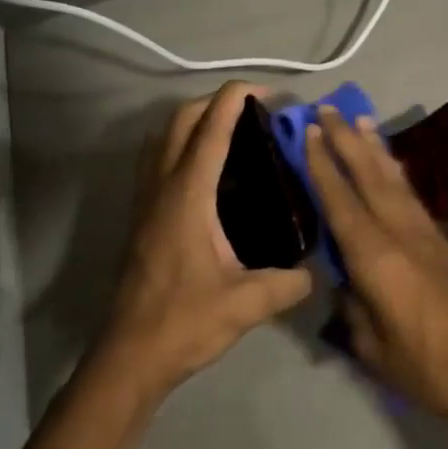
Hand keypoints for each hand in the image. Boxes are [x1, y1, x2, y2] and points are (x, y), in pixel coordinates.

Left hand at [93, 83, 311, 404]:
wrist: (129, 358)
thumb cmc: (184, 323)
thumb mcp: (247, 304)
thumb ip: (290, 282)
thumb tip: (318, 269)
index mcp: (188, 196)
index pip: (210, 130)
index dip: (235, 99)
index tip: (266, 91)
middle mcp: (162, 188)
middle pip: (180, 121)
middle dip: (215, 102)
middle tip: (254, 111)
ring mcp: (145, 201)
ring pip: (163, 138)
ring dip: (194, 121)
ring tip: (232, 132)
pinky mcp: (141, 217)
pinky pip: (158, 161)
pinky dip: (181, 146)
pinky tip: (208, 172)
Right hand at [305, 108, 447, 435]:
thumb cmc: (427, 366)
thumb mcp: (372, 348)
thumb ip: (351, 308)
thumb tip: (342, 281)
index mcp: (376, 257)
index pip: (341, 201)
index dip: (322, 165)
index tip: (309, 132)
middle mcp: (400, 233)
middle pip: (368, 176)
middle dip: (346, 140)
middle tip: (328, 108)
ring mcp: (424, 234)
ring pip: (394, 179)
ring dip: (374, 148)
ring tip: (360, 120)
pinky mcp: (441, 242)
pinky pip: (410, 194)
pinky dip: (395, 172)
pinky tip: (389, 165)